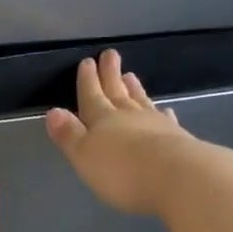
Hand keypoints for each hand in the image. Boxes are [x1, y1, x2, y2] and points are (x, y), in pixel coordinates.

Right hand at [46, 50, 232, 214]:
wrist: (177, 177)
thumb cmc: (121, 171)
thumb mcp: (84, 156)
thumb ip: (69, 135)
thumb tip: (53, 112)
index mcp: (102, 120)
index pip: (91, 96)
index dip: (88, 81)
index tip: (87, 61)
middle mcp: (128, 116)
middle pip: (116, 92)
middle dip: (110, 74)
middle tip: (110, 54)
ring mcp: (156, 125)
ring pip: (140, 101)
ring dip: (134, 89)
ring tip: (131, 75)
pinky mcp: (178, 138)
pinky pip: (166, 119)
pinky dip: (162, 113)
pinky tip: (165, 110)